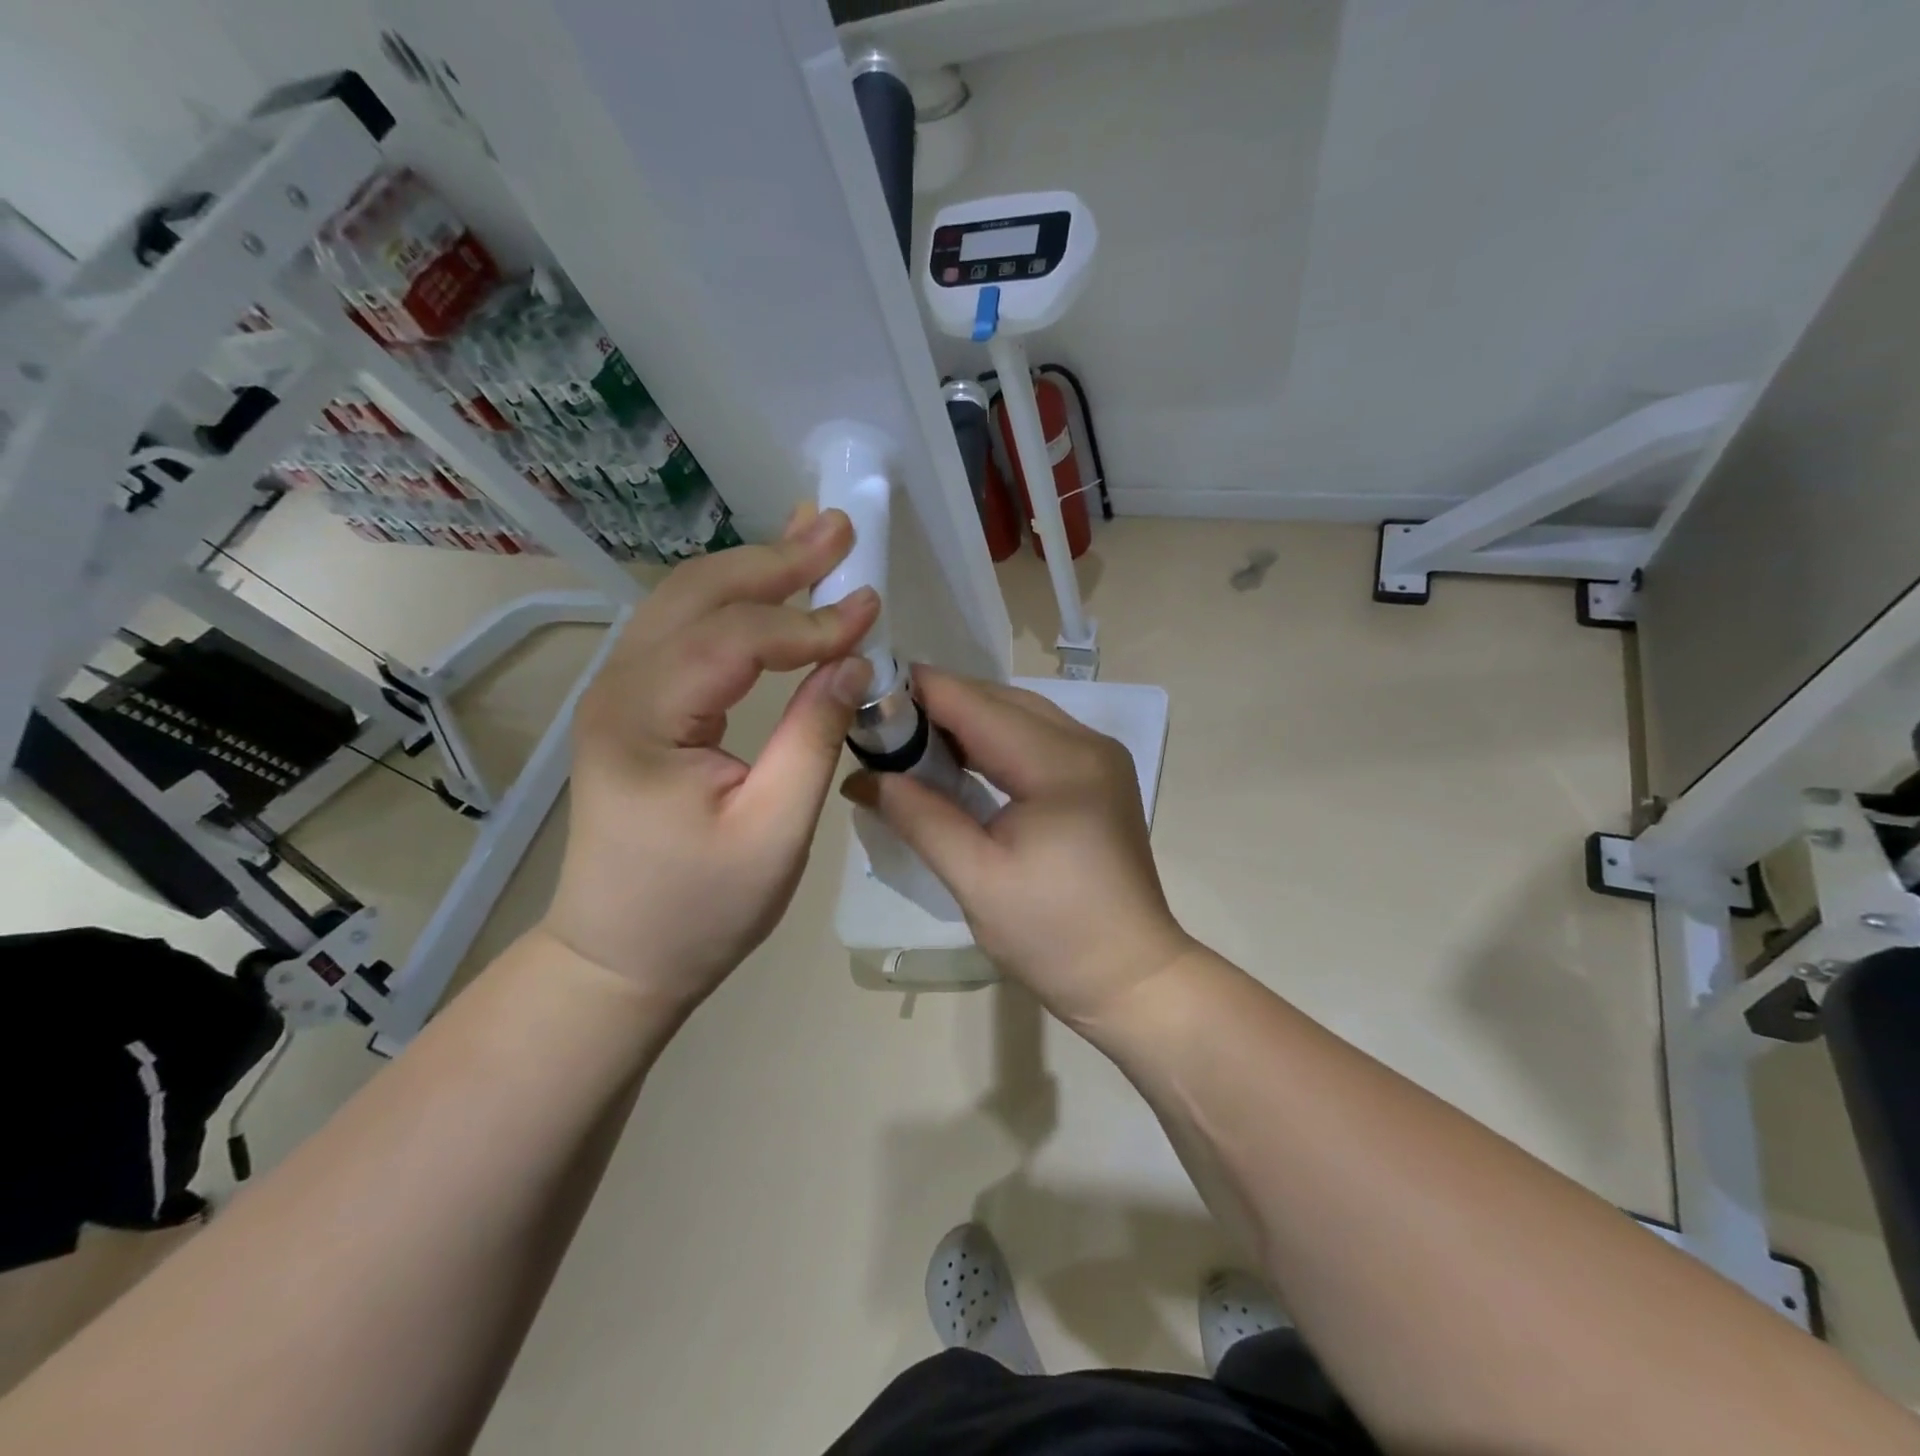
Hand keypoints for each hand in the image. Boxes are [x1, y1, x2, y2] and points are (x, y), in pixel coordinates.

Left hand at [543, 507, 878, 1006]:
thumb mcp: (775, 831)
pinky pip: (684, 633)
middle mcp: (618, 689)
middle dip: (775, 561)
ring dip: (753, 570)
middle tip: (838, 529)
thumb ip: (815, 736)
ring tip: (811, 541)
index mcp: (644, 720)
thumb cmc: (700, 910)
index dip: (809, 621)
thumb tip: (854, 662)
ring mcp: (618, 694)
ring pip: (686, 603)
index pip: (736, 640)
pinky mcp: (633, 706)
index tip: (872, 609)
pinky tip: (768, 588)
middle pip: (699, 596)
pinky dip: (733, 603)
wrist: (619, 958)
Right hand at [841, 669, 1192, 1027]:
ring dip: (965, 721)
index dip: (920, 691)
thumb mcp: (976, 879)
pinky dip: (992, 741)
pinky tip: (958, 761)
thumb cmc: (1054, 936)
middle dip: (939, 705)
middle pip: (999, 700)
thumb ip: (920, 818)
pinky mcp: (1097, 776)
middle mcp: (1086, 743)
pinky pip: (1034, 738)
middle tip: (880, 726)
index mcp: (1060, 764)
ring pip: (1018, 715)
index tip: (865, 691)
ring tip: (908, 742)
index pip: (976, 704)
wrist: (1131, 975)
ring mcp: (1098, 757)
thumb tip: (863, 778)